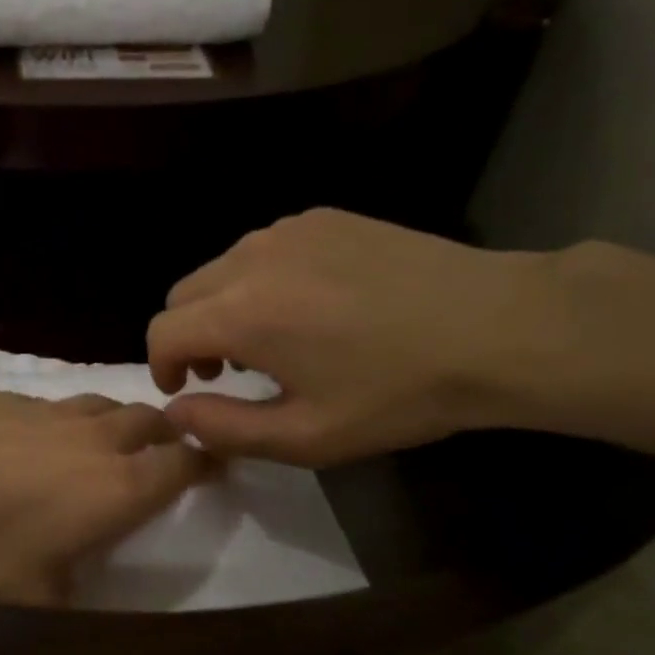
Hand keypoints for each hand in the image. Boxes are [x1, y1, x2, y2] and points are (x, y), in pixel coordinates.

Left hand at [0, 366, 209, 604]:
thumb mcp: (28, 598)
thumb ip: (68, 600)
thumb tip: (77, 600)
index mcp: (119, 487)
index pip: (184, 464)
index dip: (206, 463)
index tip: (215, 466)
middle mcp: (98, 439)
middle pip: (152, 420)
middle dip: (169, 433)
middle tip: (166, 449)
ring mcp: (54, 410)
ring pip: (107, 404)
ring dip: (121, 420)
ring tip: (112, 440)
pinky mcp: (12, 396)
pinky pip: (60, 402)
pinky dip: (70, 417)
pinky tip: (44, 435)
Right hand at [146, 209, 555, 465]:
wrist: (494, 327)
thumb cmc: (397, 393)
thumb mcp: (308, 436)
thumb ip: (225, 428)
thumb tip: (176, 411)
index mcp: (241, 313)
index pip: (163, 331)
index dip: (160, 366)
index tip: (185, 390)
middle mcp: (251, 258)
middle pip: (184, 293)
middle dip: (189, 335)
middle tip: (225, 372)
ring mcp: (288, 230)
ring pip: (222, 268)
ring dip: (223, 306)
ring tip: (269, 340)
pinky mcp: (323, 218)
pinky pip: (264, 249)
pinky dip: (261, 279)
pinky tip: (310, 305)